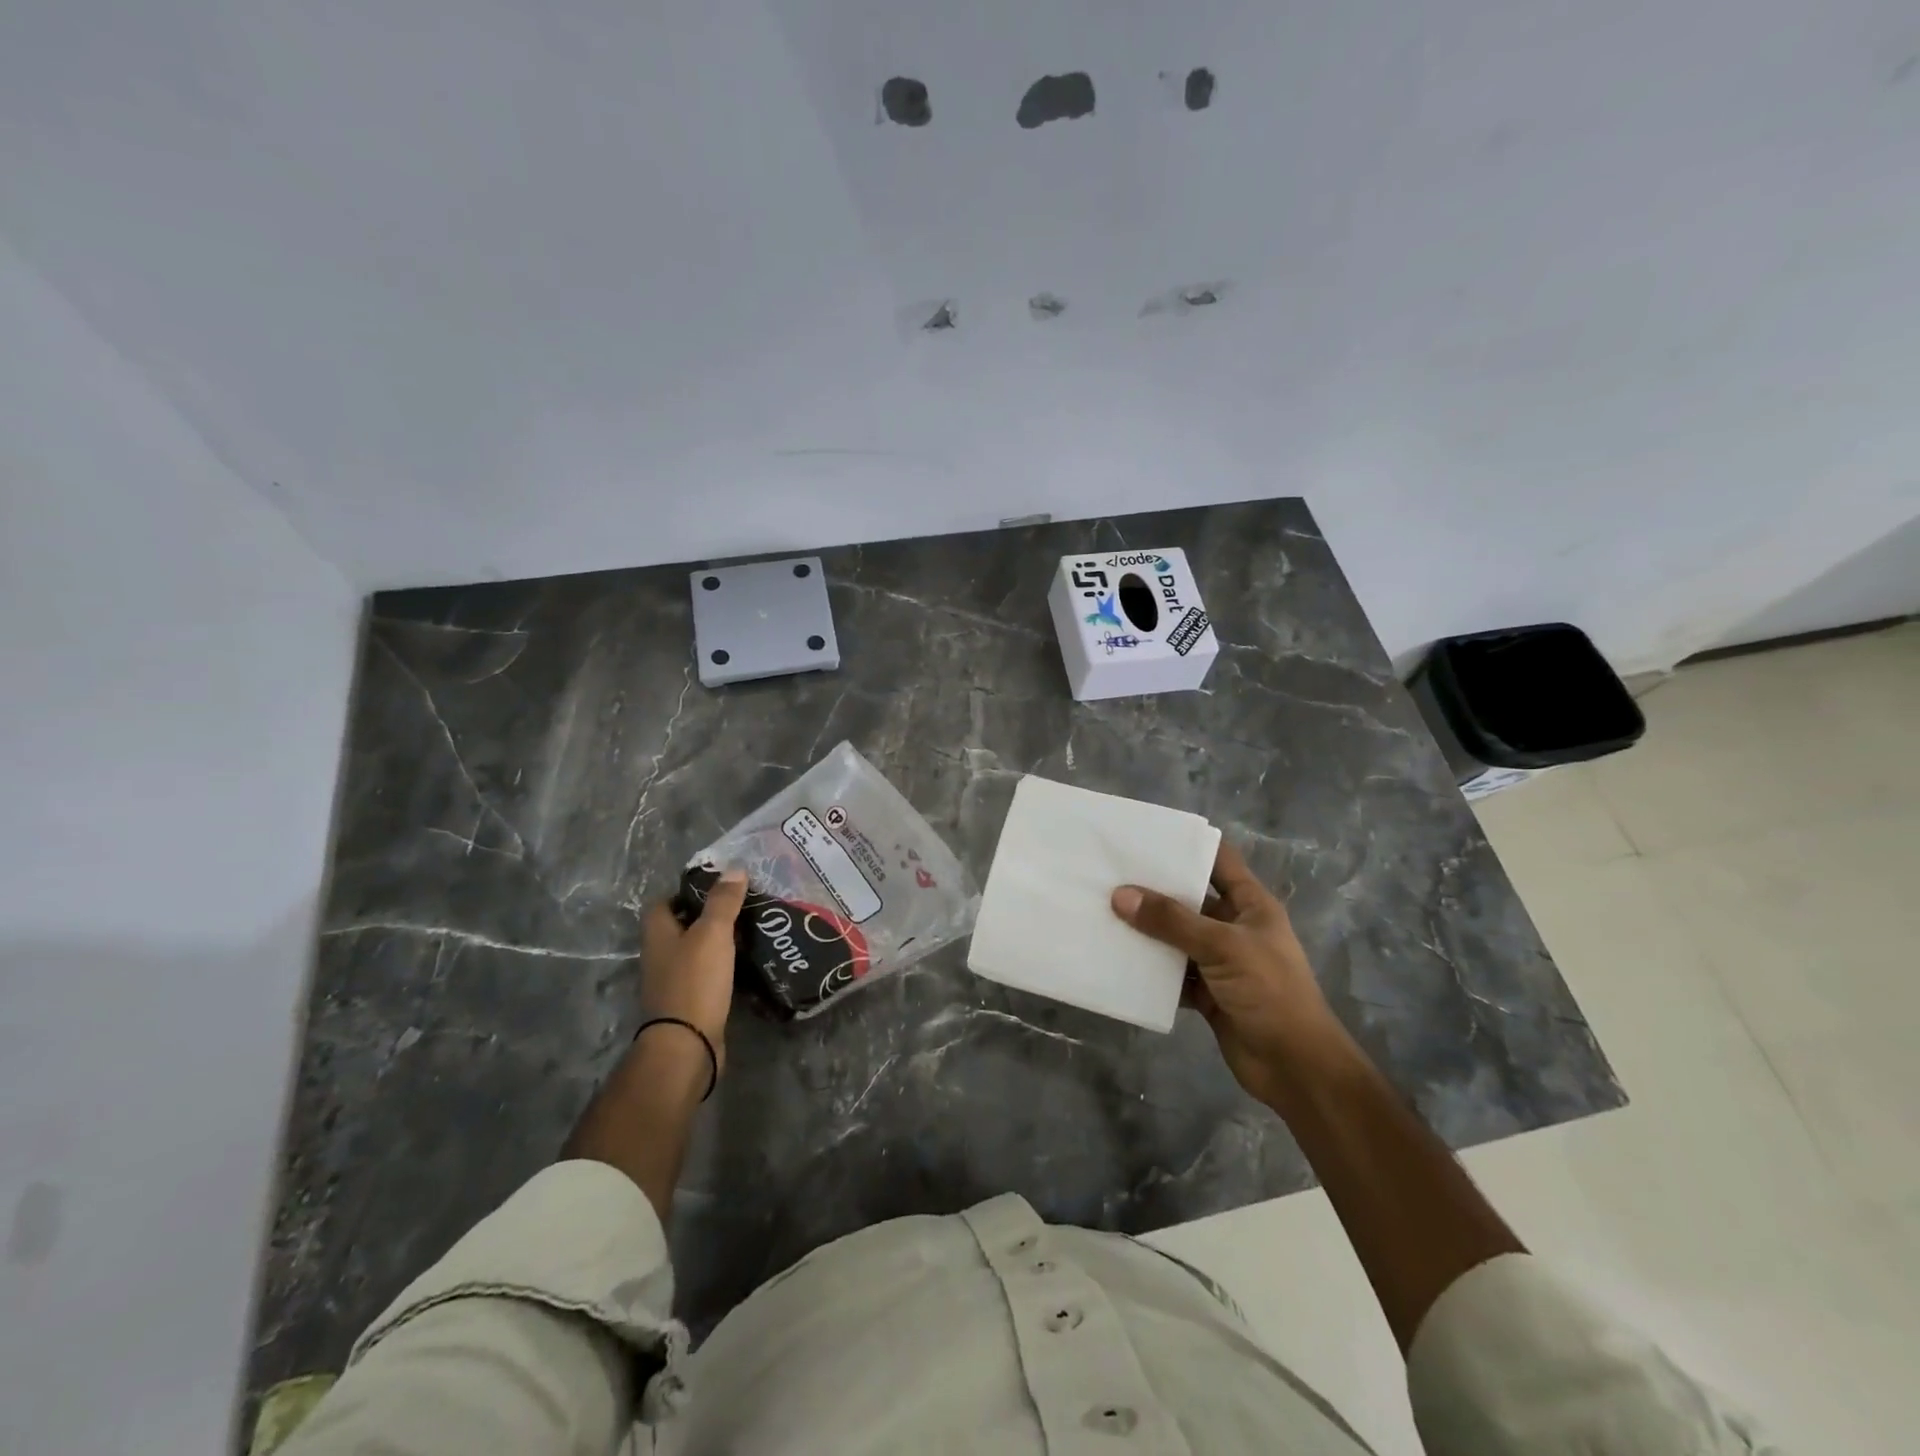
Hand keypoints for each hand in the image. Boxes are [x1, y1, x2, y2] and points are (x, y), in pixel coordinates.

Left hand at [640, 870, 746, 1072]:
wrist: (687, 1045)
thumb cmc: (694, 981)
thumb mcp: (712, 933)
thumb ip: (723, 901)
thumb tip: (734, 868)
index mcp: (657, 934)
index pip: (662, 902)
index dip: (685, 891)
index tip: (716, 887)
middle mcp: (659, 956)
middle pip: (679, 927)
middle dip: (706, 915)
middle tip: (740, 905)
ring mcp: (672, 982)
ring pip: (694, 952)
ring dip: (716, 942)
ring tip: (749, 930)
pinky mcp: (688, 1003)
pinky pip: (705, 975)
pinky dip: (722, 967)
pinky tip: (745, 963)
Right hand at [1111, 842, 1350, 1104]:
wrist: (1296, 1068)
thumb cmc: (1270, 992)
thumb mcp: (1222, 947)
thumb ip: (1171, 921)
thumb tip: (1120, 895)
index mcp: (1251, 905)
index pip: (1219, 861)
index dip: (1188, 845)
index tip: (1145, 836)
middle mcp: (1234, 927)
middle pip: (1190, 898)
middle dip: (1154, 889)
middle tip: (1109, 874)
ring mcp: (1220, 961)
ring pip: (1176, 937)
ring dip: (1147, 930)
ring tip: (1104, 912)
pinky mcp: (1207, 992)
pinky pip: (1172, 972)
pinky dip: (1150, 968)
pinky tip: (1118, 958)